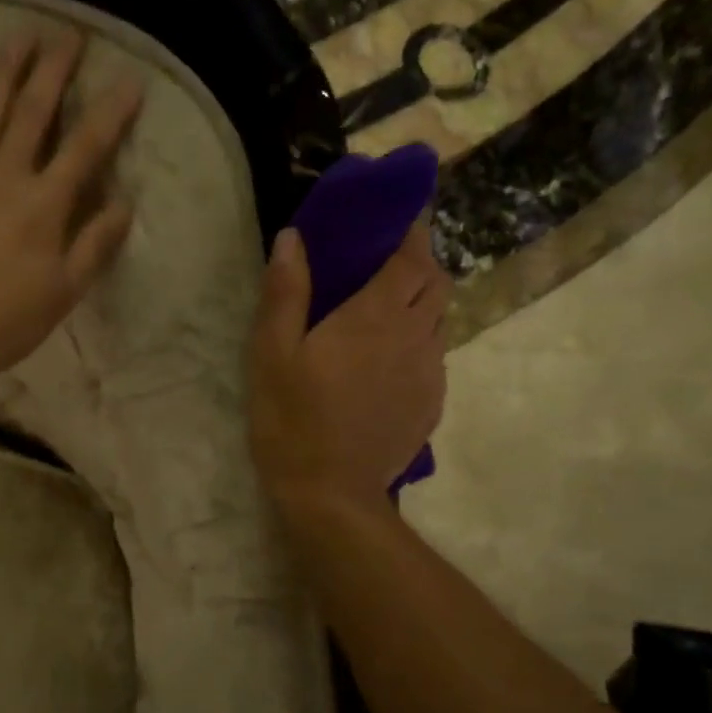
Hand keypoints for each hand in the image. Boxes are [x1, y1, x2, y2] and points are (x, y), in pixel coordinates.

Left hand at [0, 33, 141, 382]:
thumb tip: (124, 203)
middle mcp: (5, 177)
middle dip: (54, 70)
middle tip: (68, 33)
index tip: (129, 80)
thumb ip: (95, 244)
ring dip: (5, 71)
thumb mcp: (65, 292)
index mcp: (45, 205)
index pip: (85, 148)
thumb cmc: (8, 321)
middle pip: (34, 113)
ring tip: (20, 35)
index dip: (111, 113)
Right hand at [249, 224, 449, 509]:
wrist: (332, 494)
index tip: (398, 217)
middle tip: (386, 263)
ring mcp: (429, 372)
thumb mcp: (271, 353)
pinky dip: (419, 342)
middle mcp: (414, 336)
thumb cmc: (292, 418)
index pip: (411, 256)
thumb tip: (294, 236)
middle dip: (419, 263)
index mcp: (375, 316)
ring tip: (386, 311)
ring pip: (439, 320)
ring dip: (420, 303)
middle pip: (436, 283)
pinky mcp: (432, 404)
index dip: (411, 231)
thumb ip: (285, 292)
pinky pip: (435, 356)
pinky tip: (389, 362)